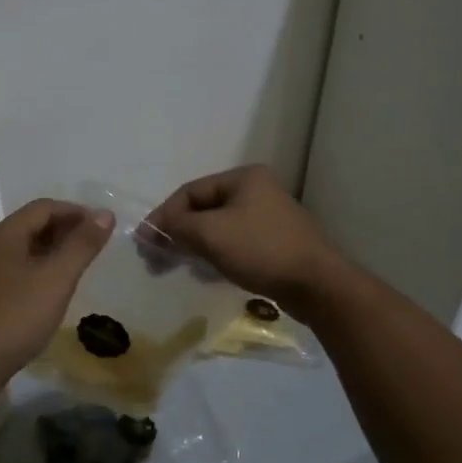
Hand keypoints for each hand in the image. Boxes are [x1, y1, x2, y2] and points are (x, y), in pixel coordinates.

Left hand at [0, 199, 112, 380]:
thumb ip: (82, 244)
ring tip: (79, 268)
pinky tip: (52, 291)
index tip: (104, 227)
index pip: (45, 207)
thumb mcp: (57, 278)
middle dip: (66, 230)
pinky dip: (39, 270)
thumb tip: (105, 213)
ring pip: (24, 249)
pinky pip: (16, 270)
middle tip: (96, 247)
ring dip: (53, 251)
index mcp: (4, 234)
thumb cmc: (15, 317)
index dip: (77, 212)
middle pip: (32, 225)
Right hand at [147, 165, 343, 317]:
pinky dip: (215, 255)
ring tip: (177, 267)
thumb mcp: (211, 234)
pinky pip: (234, 243)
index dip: (163, 215)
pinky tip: (206, 274)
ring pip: (218, 228)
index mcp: (243, 178)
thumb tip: (154, 229)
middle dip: (178, 233)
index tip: (144, 242)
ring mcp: (268, 217)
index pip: (190, 191)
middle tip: (155, 258)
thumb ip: (178, 226)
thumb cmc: (261, 250)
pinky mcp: (274, 243)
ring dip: (195, 246)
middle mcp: (257, 191)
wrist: (316, 284)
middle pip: (204, 209)